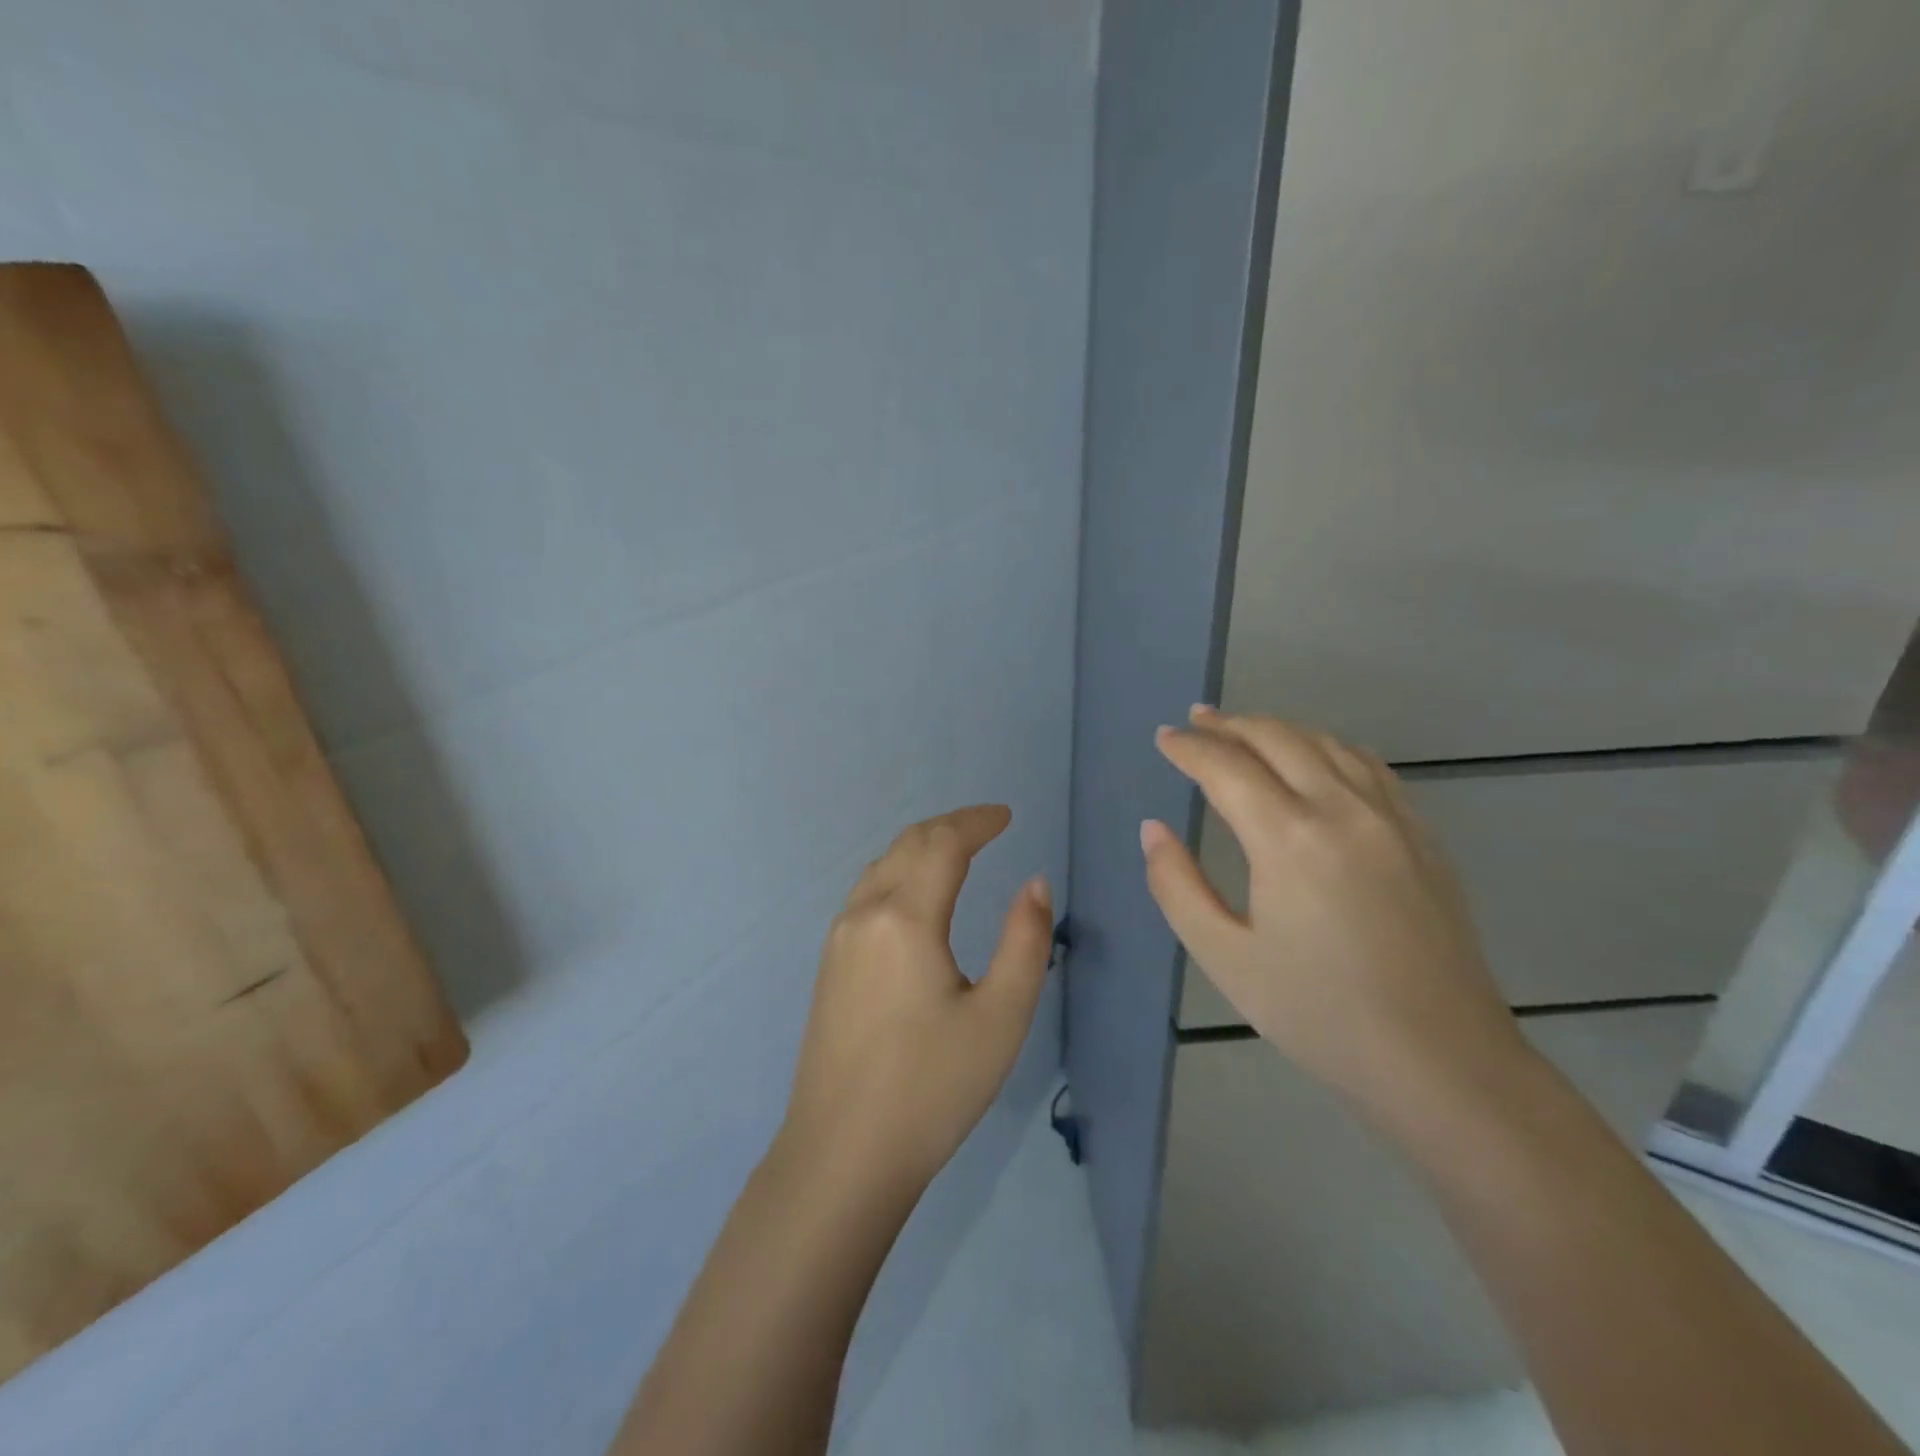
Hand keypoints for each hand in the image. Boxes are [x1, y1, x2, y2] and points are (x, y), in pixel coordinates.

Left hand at [781, 805, 1053, 1193]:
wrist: (842, 1155)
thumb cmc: (932, 1088)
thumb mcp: (1000, 1017)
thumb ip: (1024, 941)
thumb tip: (1034, 883)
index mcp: (906, 918)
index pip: (943, 844)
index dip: (977, 822)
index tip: (1007, 817)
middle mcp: (864, 914)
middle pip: (908, 845)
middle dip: (950, 826)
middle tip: (988, 826)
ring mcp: (838, 938)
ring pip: (882, 866)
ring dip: (921, 847)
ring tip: (957, 851)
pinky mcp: (829, 964)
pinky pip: (867, 893)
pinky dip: (899, 872)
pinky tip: (916, 895)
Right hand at [1141, 707, 1526, 1118]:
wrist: (1442, 1061)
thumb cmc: (1319, 1014)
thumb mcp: (1225, 957)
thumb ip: (1176, 886)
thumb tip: (1153, 829)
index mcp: (1288, 838)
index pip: (1226, 767)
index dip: (1189, 748)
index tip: (1163, 739)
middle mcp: (1342, 810)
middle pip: (1278, 739)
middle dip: (1230, 724)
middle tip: (1195, 721)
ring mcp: (1391, 818)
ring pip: (1326, 744)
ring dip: (1278, 729)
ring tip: (1245, 732)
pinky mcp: (1422, 836)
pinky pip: (1368, 766)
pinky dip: (1328, 747)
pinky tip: (1316, 759)